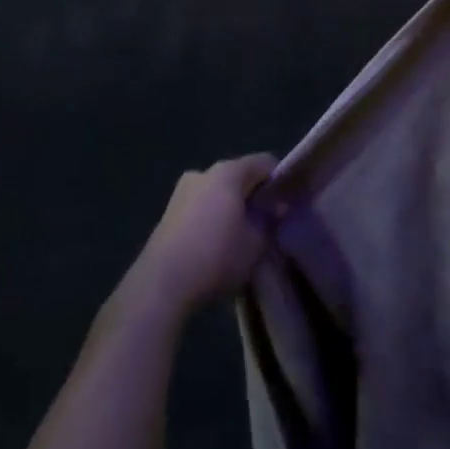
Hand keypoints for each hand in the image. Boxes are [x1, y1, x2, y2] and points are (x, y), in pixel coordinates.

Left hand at [132, 155, 277, 315]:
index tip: (288, 203)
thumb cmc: (216, 256)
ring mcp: (181, 191)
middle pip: (239, 176)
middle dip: (255, 195)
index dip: (281, 180)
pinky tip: (218, 243)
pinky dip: (214, 216)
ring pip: (218, 192)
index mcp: (227, 172)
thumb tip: (277, 206)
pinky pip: (201, 206)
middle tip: (268, 221)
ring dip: (233, 207)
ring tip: (243, 235)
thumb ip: (270, 220)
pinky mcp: (168, 213)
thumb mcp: (256, 243)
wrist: (161, 285)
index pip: (265, 163)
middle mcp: (202, 173)